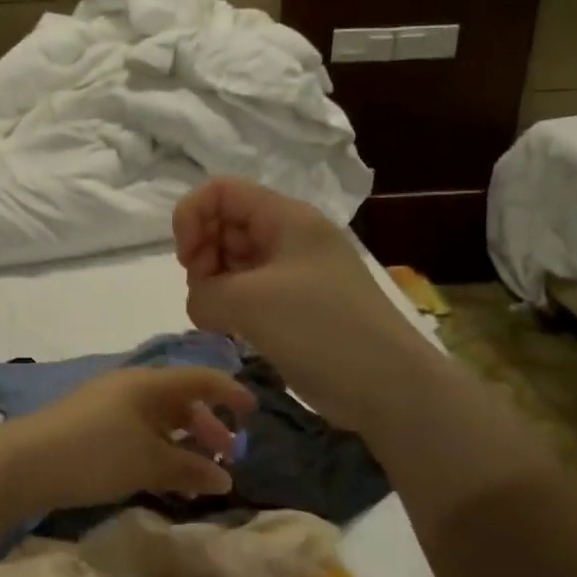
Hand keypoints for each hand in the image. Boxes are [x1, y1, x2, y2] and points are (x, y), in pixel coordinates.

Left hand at [0, 367, 256, 511]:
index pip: (201, 379)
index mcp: (150, 383)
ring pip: (157, 418)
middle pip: (180, 400)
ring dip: (181, 442)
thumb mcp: (149, 463)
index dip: (230, 393)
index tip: (254, 412)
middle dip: (207, 426)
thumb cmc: (96, 454)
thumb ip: (191, 469)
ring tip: (195, 474)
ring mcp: (106, 404)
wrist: (23, 463)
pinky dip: (156, 449)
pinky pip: (136, 431)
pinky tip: (158, 476)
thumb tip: (225, 478)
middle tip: (226, 454)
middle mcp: (130, 386)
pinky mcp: (88, 425)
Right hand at [173, 177, 434, 432]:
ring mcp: (295, 276)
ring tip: (216, 317)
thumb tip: (201, 303)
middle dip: (202, 254)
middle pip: (227, 225)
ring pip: (236, 262)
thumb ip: (205, 293)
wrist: (387, 385)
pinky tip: (231, 331)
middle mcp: (290, 239)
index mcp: (287, 219)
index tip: (188, 262)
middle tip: (204, 294)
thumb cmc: (322, 329)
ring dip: (215, 284)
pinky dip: (232, 306)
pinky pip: (250, 294)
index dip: (192, 217)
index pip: (222, 192)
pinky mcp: (295, 310)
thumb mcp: (251, 302)